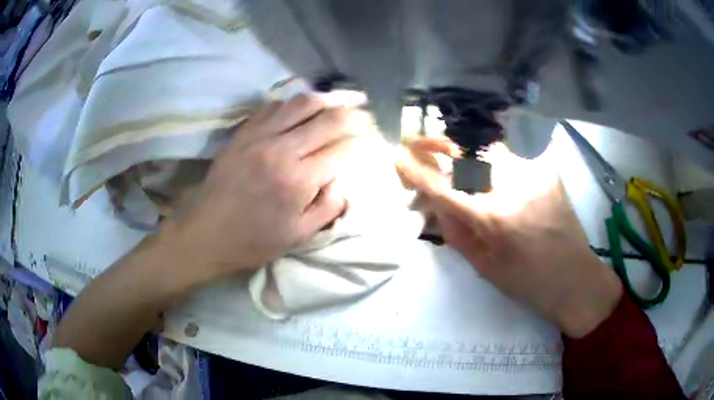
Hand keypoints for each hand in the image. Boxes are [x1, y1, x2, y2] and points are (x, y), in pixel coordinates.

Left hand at [162, 95, 376, 283]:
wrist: (207, 233)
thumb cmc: (254, 240)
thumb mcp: (298, 236)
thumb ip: (328, 207)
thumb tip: (344, 182)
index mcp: (299, 180)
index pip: (343, 148)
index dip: (363, 141)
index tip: (372, 140)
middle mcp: (282, 149)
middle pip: (328, 118)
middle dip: (354, 114)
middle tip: (365, 114)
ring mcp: (259, 136)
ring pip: (301, 103)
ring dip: (325, 101)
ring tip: (337, 104)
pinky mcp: (243, 133)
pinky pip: (272, 106)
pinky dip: (292, 104)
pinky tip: (298, 111)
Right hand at [398, 140, 622, 337]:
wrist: (575, 279)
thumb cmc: (528, 283)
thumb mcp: (484, 267)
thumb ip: (455, 231)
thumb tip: (435, 202)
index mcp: (494, 218)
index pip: (444, 186)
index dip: (417, 171)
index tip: (399, 159)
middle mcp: (513, 187)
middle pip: (466, 151)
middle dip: (438, 144)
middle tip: (419, 142)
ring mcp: (533, 174)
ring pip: (489, 150)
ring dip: (466, 153)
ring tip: (454, 158)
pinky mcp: (547, 172)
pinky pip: (511, 160)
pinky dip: (494, 165)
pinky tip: (494, 177)